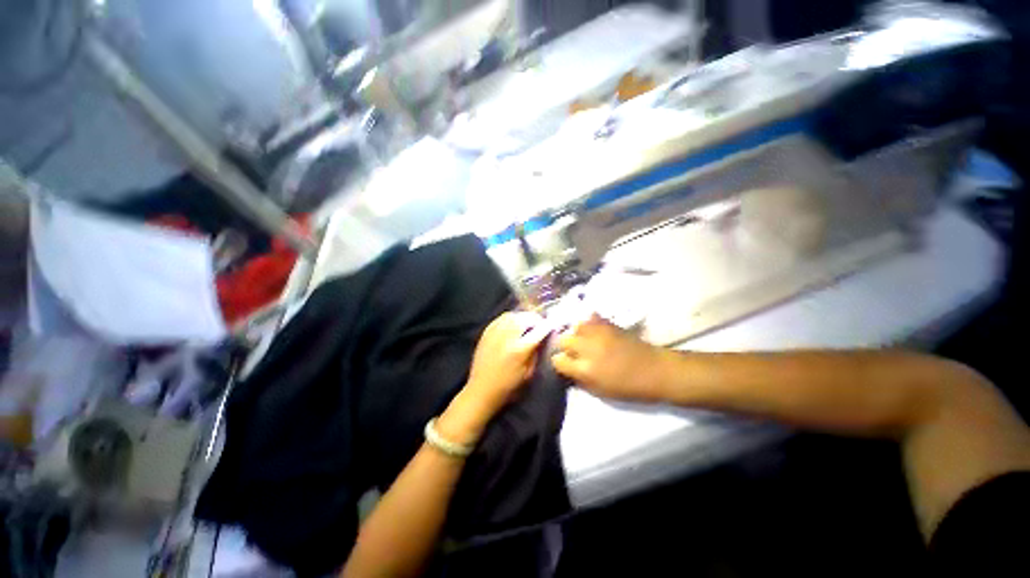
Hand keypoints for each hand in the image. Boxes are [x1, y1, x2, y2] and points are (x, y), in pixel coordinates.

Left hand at [438, 312, 549, 444]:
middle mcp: (507, 338)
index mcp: (519, 350)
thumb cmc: (508, 386)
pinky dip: (510, 317)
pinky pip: (501, 318)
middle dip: (535, 318)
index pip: (538, 331)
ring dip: (522, 316)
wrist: (481, 390)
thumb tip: (542, 337)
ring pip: (512, 315)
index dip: (547, 326)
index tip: (552, 324)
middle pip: (524, 318)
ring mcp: (495, 333)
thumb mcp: (528, 373)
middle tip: (540, 323)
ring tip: (527, 321)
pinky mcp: (486, 332)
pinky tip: (513, 322)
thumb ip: (536, 353)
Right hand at [552, 315, 670, 401]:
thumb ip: (580, 380)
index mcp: (586, 369)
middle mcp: (588, 348)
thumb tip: (567, 370)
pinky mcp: (609, 324)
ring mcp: (599, 333)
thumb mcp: (600, 392)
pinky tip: (594, 330)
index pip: (558, 360)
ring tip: (584, 340)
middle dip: (565, 347)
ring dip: (577, 334)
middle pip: (563, 340)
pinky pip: (591, 318)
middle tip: (573, 352)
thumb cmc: (629, 387)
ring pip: (575, 327)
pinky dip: (589, 323)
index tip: (565, 365)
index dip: (560, 363)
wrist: (656, 371)